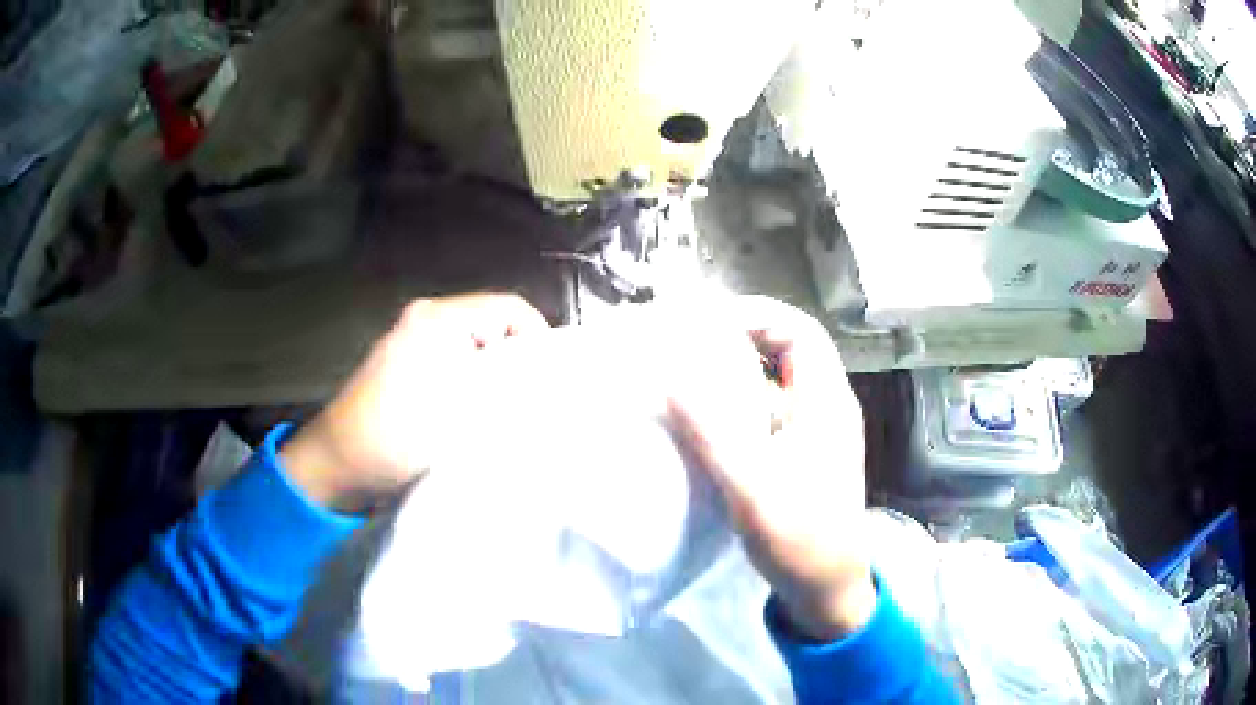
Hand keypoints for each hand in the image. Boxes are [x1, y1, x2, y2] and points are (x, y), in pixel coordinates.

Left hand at [280, 293, 547, 512]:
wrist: (336, 466)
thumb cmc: (391, 439)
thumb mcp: (456, 419)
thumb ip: (507, 397)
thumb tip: (547, 391)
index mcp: (436, 321)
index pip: (509, 311)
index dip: (539, 340)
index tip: (552, 381)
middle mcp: (425, 322)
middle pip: (493, 329)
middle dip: (519, 364)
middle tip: (536, 402)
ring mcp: (414, 344)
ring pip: (477, 351)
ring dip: (496, 380)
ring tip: (510, 414)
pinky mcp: (408, 369)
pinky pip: (456, 367)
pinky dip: (475, 388)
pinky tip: (479, 419)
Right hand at [667, 297, 874, 640]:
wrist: (826, 587)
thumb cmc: (800, 537)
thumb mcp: (752, 485)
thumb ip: (712, 431)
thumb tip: (671, 377)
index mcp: (827, 403)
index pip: (801, 332)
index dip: (759, 316)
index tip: (708, 323)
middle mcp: (825, 408)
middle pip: (787, 352)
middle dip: (740, 342)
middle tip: (690, 348)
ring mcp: (814, 433)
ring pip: (776, 385)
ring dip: (736, 377)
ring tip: (689, 379)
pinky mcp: (801, 456)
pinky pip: (768, 415)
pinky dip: (738, 408)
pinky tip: (707, 424)